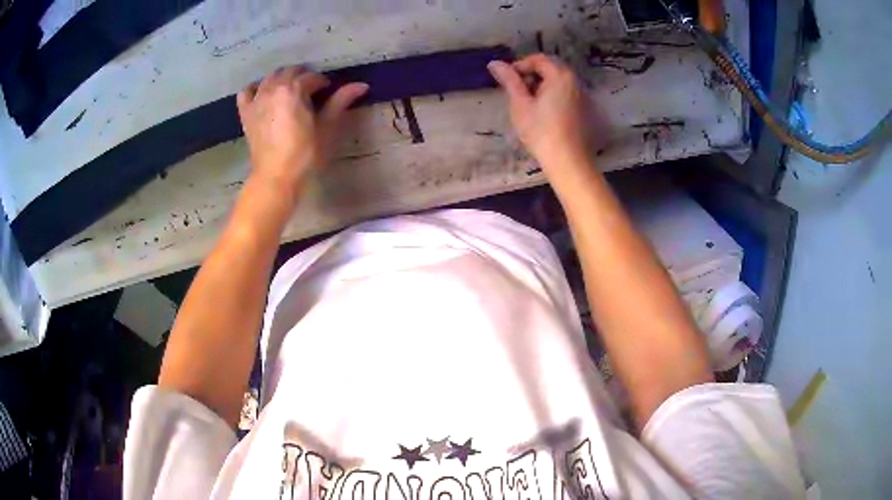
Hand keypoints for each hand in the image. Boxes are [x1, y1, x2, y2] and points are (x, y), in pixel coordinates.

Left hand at [237, 66, 368, 198]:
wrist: (276, 176)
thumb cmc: (305, 153)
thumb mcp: (326, 126)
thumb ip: (341, 101)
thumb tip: (362, 85)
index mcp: (294, 89)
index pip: (312, 77)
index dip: (322, 82)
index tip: (328, 91)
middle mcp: (273, 88)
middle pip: (289, 72)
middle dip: (302, 76)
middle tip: (311, 89)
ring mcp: (256, 100)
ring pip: (269, 78)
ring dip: (281, 78)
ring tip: (290, 90)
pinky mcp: (246, 113)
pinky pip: (246, 91)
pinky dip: (255, 88)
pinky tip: (263, 93)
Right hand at [488, 54, 591, 168]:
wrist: (568, 161)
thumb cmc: (541, 131)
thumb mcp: (520, 104)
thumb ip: (509, 81)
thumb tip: (494, 63)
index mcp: (560, 76)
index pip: (538, 59)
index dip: (520, 65)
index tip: (508, 79)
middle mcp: (576, 82)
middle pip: (552, 68)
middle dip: (533, 75)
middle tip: (518, 92)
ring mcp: (584, 97)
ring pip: (561, 82)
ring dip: (544, 86)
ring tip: (531, 104)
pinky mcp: (587, 111)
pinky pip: (568, 95)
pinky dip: (555, 97)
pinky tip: (546, 114)